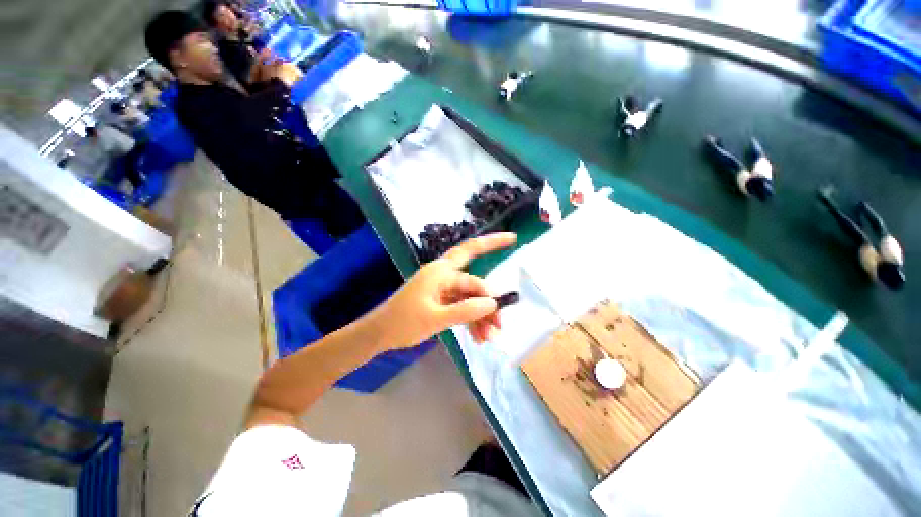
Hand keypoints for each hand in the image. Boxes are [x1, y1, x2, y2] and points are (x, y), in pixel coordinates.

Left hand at [369, 232, 516, 349]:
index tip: (512, 247)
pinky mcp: (440, 301)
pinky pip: (461, 306)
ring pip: (469, 298)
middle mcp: (443, 275)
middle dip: (487, 303)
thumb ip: (465, 310)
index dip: (492, 254)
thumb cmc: (403, 323)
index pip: (472, 260)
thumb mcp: (435, 318)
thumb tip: (493, 303)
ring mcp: (442, 289)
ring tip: (489, 338)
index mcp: (440, 271)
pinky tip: (478, 336)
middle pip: (474, 282)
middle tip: (499, 325)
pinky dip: (470, 320)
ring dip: (480, 316)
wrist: (379, 335)